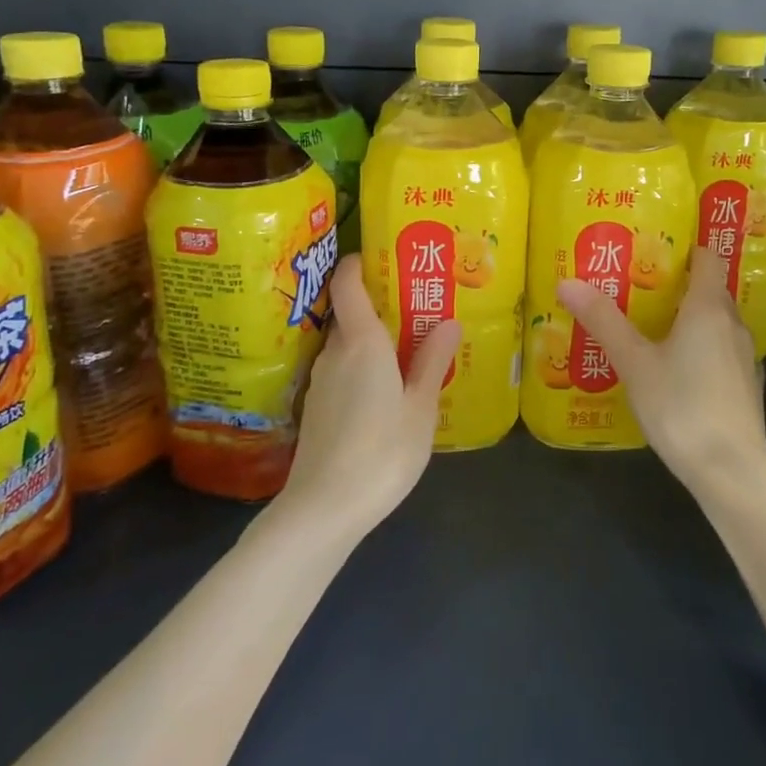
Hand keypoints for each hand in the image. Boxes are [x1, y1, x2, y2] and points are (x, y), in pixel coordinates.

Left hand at [279, 254, 461, 540]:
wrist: (324, 508)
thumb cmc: (382, 451)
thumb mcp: (420, 407)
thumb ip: (432, 362)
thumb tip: (448, 322)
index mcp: (361, 343)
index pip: (348, 284)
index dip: (359, 263)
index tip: (381, 257)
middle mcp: (335, 353)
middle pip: (351, 314)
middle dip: (379, 306)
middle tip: (415, 309)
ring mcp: (321, 381)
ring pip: (346, 346)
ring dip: (372, 341)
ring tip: (407, 350)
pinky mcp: (317, 408)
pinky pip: (342, 371)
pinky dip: (362, 367)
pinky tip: (384, 391)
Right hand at [558, 247, 765, 496]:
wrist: (731, 471)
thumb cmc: (681, 406)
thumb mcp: (634, 362)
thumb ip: (603, 320)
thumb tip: (567, 282)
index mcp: (708, 308)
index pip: (706, 258)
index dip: (684, 248)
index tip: (652, 248)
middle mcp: (732, 324)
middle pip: (708, 290)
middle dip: (676, 284)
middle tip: (637, 285)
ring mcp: (744, 357)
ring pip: (715, 323)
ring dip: (688, 319)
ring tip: (650, 325)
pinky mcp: (745, 386)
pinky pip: (720, 351)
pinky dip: (699, 348)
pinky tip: (674, 368)